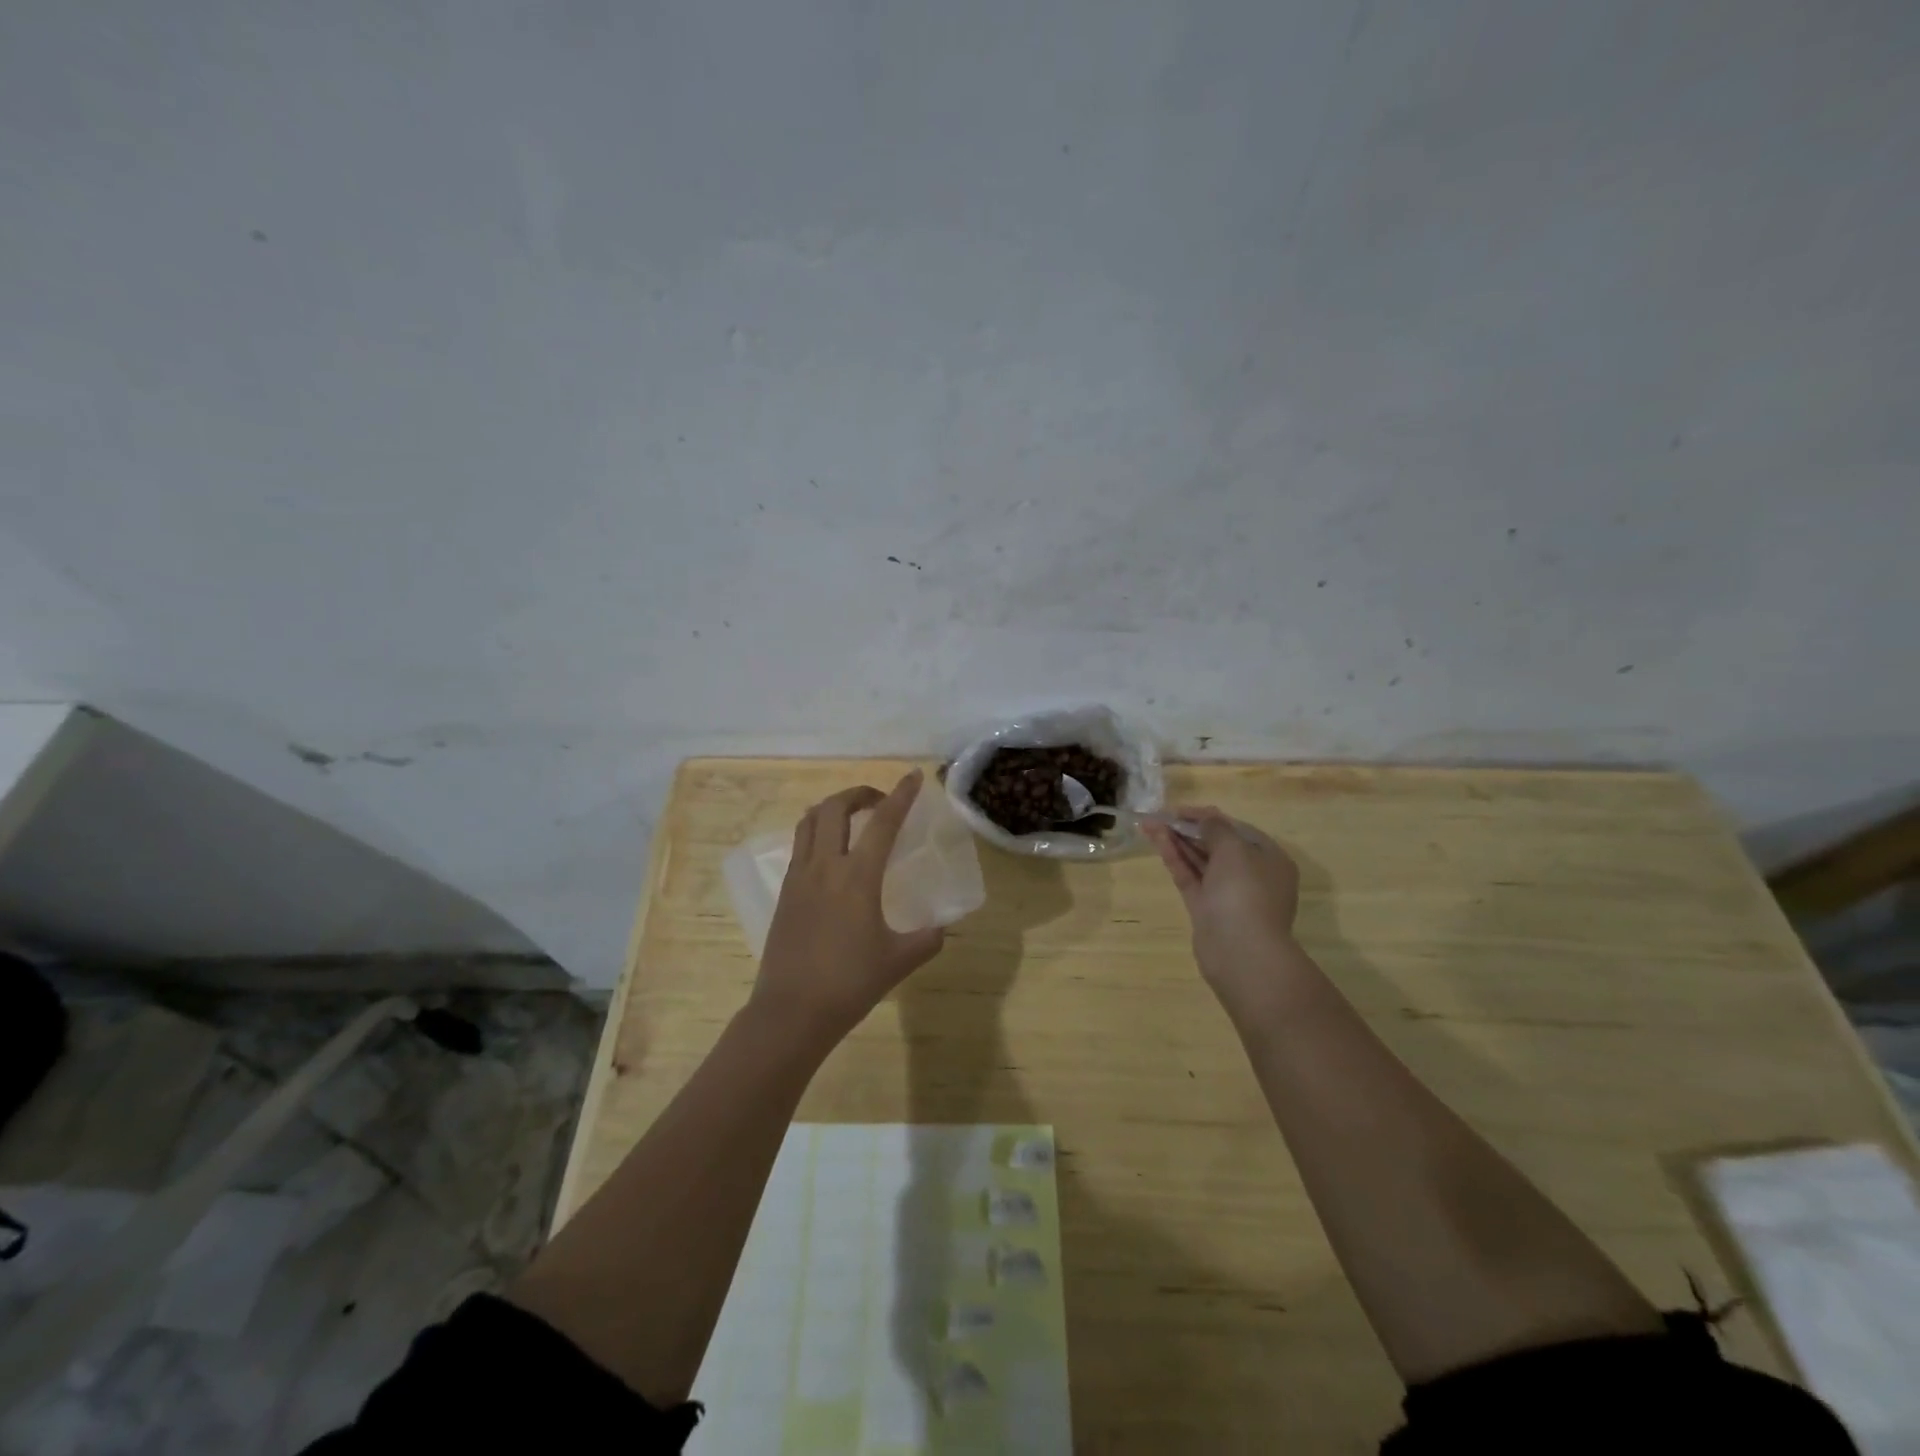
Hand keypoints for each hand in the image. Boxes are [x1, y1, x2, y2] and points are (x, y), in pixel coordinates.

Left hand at [752, 770, 946, 1041]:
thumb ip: (927, 939)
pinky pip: (800, 845)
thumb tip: (941, 927)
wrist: (791, 1012)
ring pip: (810, 821)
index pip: (883, 822)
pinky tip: (831, 854)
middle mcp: (825, 866)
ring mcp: (799, 877)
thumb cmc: (850, 983)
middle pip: (836, 808)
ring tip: (852, 818)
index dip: (901, 795)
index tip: (913, 776)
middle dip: (859, 794)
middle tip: (880, 803)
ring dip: (833, 808)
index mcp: (858, 877)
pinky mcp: (785, 892)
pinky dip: (817, 832)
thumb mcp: (899, 961)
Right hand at [1143, 807, 1304, 1018]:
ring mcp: (1227, 894)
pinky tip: (1157, 842)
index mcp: (1269, 859)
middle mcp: (1251, 875)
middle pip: (1216, 844)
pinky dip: (1175, 859)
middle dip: (1188, 828)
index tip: (1180, 810)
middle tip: (1159, 816)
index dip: (1208, 816)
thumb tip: (1206, 818)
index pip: (1237, 829)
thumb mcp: (1234, 849)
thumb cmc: (1245, 892)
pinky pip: (1190, 877)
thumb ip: (1216, 828)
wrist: (1240, 951)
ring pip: (1200, 861)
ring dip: (1177, 841)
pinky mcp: (1206, 909)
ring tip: (1148, 824)